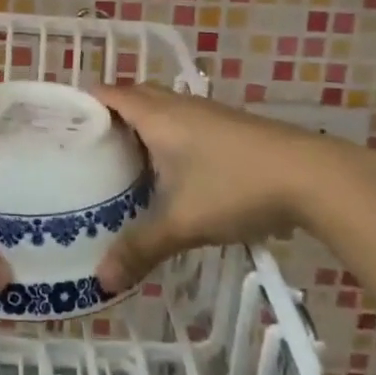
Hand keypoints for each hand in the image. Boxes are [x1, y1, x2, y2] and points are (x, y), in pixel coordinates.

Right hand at [90, 85, 328, 292]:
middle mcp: (179, 105)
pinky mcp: (231, 127)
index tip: (63, 125)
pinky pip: (185, 121)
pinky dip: (168, 136)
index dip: (85, 103)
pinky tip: (173, 171)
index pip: (110, 93)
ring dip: (143, 125)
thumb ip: (140, 248)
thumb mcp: (182, 223)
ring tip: (124, 161)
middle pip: (136, 95)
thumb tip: (100, 280)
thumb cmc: (235, 187)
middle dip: (112, 114)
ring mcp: (208, 113)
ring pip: (163, 108)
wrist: (312, 176)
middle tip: (90, 148)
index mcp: (158, 116)